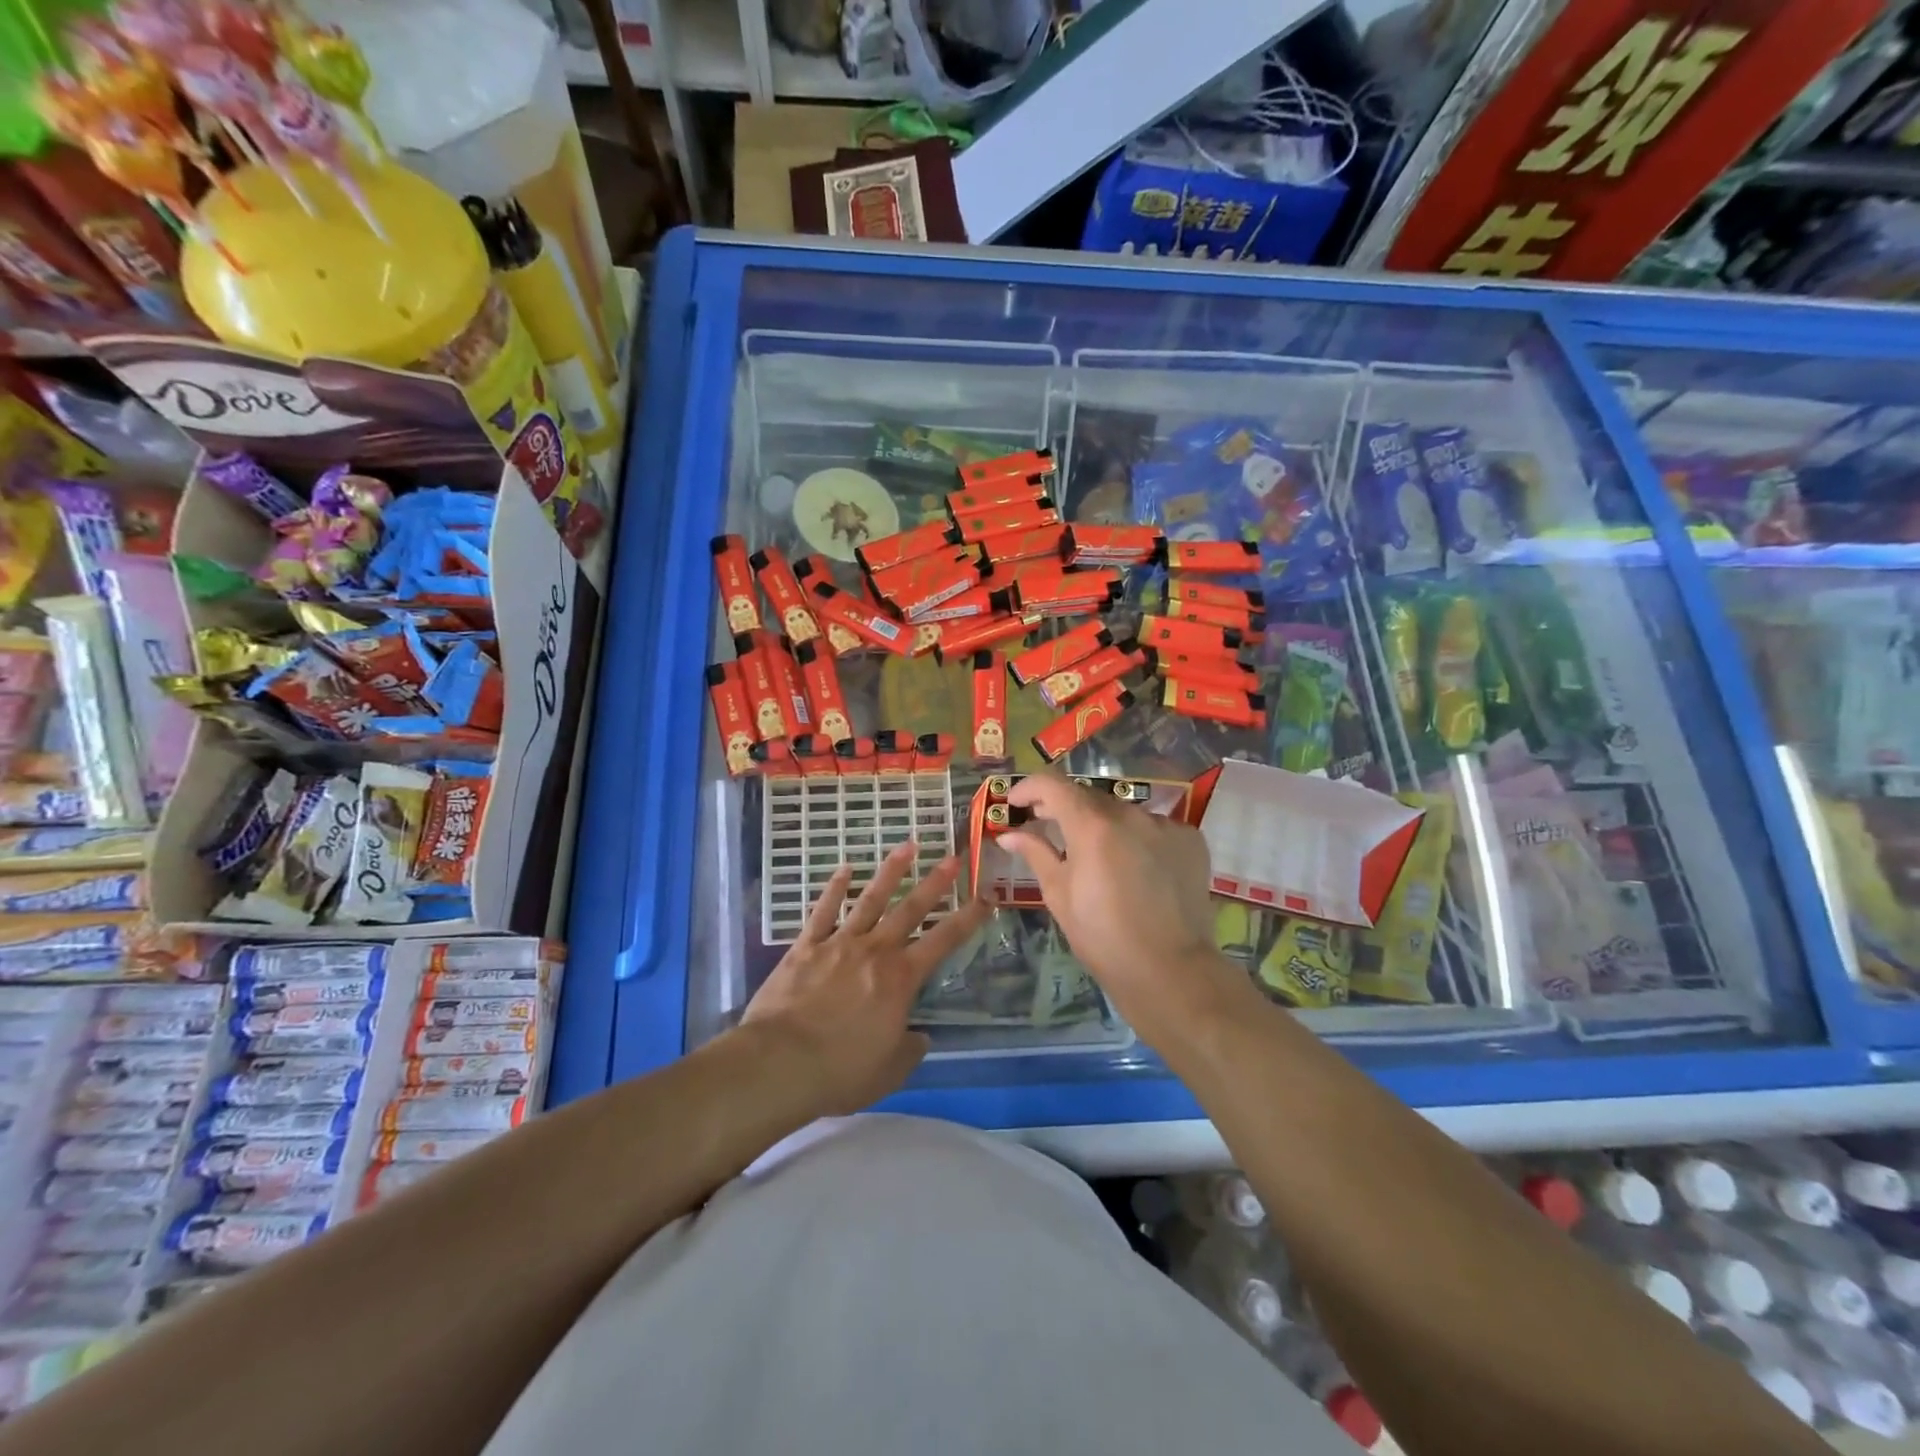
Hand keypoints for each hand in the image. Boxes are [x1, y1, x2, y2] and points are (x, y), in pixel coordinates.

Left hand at [743, 840, 989, 1116]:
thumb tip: (918, 1036)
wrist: (780, 1062)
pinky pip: (823, 911)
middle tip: (952, 857)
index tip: (985, 897)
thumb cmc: (841, 1070)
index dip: (968, 918)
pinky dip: (834, 888)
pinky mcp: (805, 947)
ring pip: (870, 900)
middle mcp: (875, 951)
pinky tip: (844, 869)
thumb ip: (909, 1050)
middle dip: (934, 883)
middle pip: (910, 909)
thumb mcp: (889, 1071)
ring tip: (906, 846)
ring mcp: (838, 943)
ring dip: (890, 872)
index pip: (944, 941)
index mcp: (901, 979)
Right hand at [999, 774, 1253, 1044]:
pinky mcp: (1190, 839)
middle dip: (1064, 808)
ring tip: (1096, 855)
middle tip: (1047, 827)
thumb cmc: (1103, 938)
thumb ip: (1036, 853)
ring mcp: (1165, 824)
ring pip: (1123, 812)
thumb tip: (1009, 835)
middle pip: (1088, 797)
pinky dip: (1137, 838)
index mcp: (1092, 826)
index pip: (1053, 785)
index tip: (1017, 803)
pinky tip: (1135, 868)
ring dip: (1103, 824)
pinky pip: (1154, 827)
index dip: (1029, 788)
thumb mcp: (1059, 895)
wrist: (1170, 971)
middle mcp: (1130, 814)